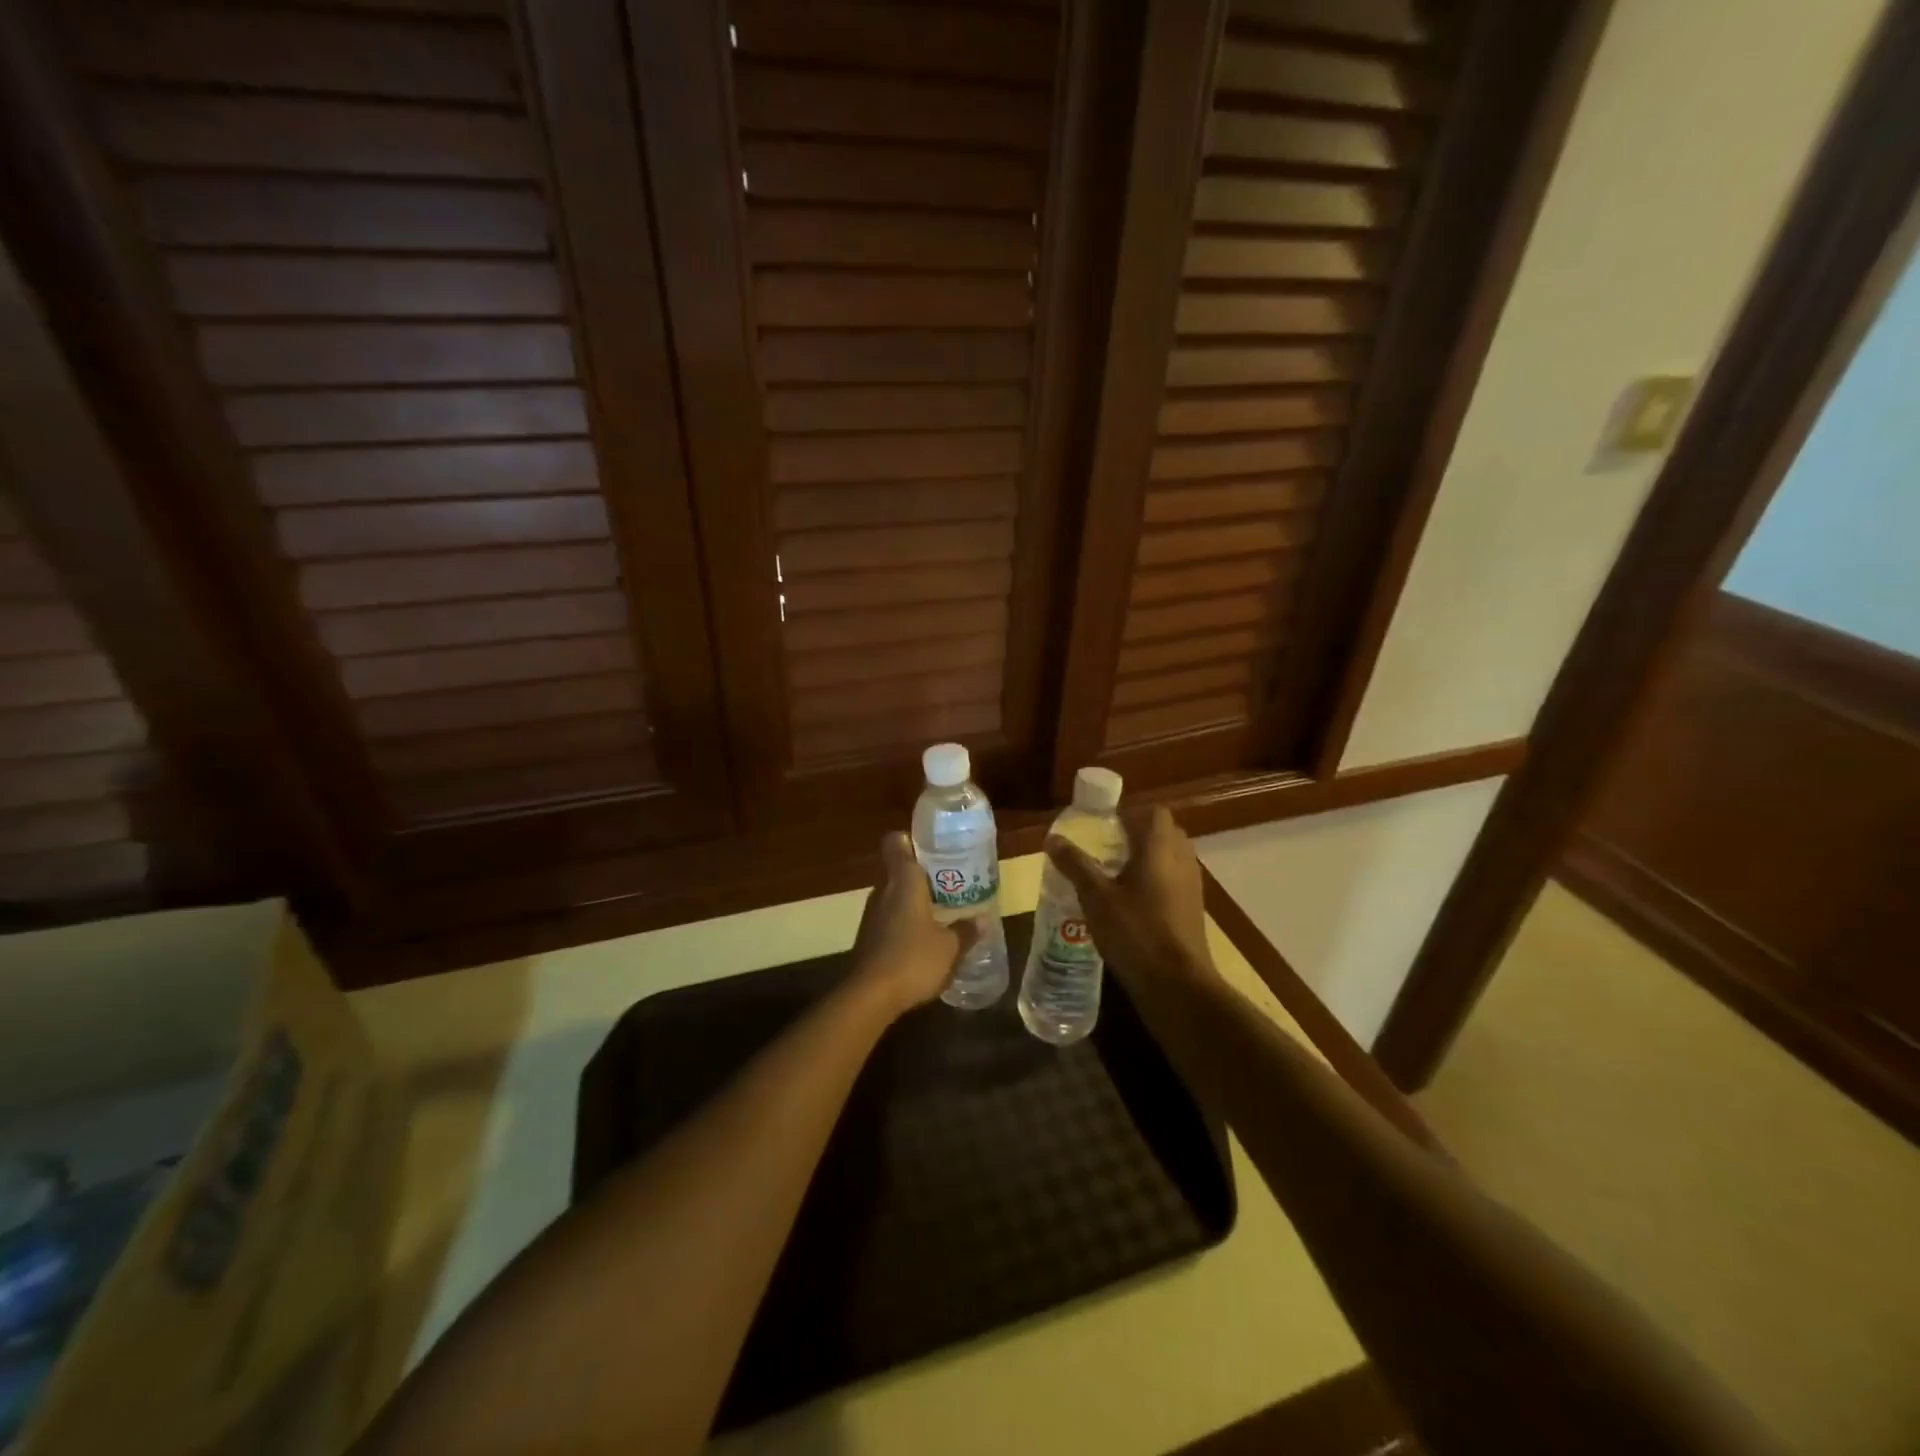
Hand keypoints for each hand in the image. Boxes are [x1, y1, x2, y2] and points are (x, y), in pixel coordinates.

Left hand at [849, 832, 982, 1016]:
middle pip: (899, 869)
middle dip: (922, 873)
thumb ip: (966, 931)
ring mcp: (872, 914)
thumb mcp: (950, 947)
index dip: (911, 839)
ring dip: (914, 899)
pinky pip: (889, 917)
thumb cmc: (913, 959)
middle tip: (950, 880)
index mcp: (904, 880)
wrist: (870, 996)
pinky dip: (905, 920)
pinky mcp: (868, 936)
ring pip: (894, 894)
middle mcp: (884, 890)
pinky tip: (923, 937)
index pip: (897, 842)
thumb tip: (983, 921)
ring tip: (942, 909)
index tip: (933, 845)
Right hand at [1045, 806, 1216, 995]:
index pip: (1152, 813)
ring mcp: (1192, 885)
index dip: (1128, 814)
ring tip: (1113, 875)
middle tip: (1104, 849)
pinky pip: (1174, 880)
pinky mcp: (1193, 908)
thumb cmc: (1136, 933)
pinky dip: (1155, 881)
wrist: (1178, 985)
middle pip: (1162, 832)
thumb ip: (1075, 865)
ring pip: (1170, 857)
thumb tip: (1052, 838)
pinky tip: (1130, 903)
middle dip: (1135, 835)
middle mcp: (1182, 859)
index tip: (1102, 827)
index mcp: (1160, 848)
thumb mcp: (1096, 898)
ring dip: (1146, 859)